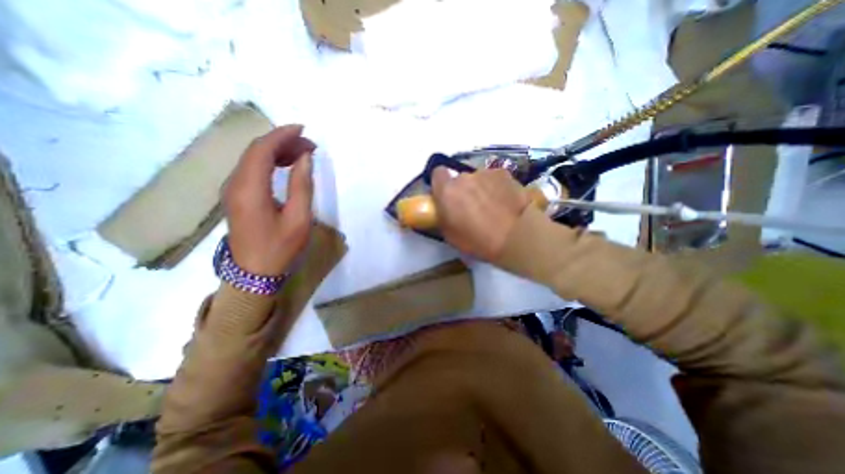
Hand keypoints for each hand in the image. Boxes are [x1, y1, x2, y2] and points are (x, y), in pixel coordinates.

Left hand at [222, 123, 314, 275]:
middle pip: (256, 151)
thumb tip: (304, 158)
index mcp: (249, 188)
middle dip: (283, 142)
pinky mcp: (236, 197)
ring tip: (302, 154)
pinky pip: (252, 170)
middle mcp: (234, 183)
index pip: (262, 149)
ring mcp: (232, 190)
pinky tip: (286, 166)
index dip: (282, 135)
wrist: (254, 274)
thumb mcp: (299, 218)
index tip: (304, 130)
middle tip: (310, 146)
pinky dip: (270, 163)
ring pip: (252, 159)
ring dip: (277, 151)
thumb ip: (301, 185)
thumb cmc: (280, 248)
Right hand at [431, 166, 529, 261]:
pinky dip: (496, 187)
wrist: (515, 236)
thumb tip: (445, 208)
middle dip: (462, 189)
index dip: (441, 183)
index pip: (437, 173)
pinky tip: (505, 201)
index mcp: (447, 191)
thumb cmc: (478, 241)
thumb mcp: (450, 234)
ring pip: (478, 179)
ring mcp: (485, 173)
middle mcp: (464, 177)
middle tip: (471, 206)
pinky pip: (494, 178)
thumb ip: (443, 215)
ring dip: (480, 188)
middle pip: (459, 178)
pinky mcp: (504, 174)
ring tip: (492, 205)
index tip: (446, 195)